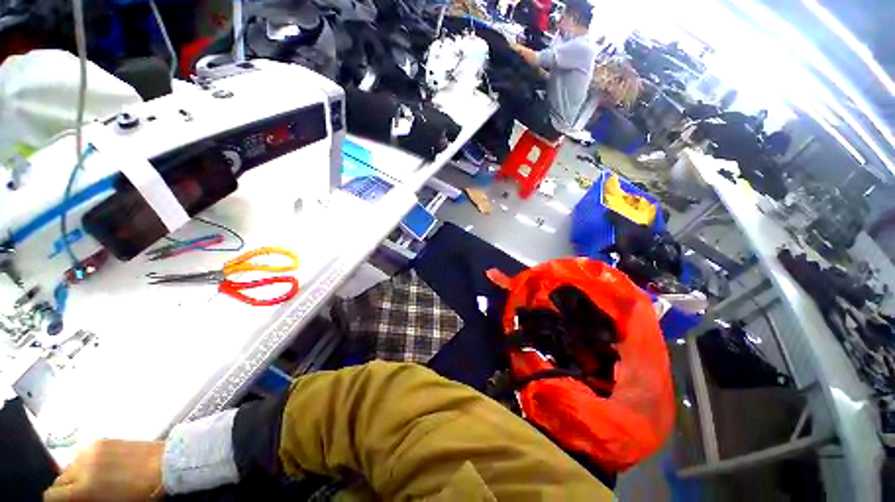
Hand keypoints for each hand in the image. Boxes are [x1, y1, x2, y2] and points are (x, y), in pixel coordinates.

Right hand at [44, 439, 164, 500]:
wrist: (164, 464)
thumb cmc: (140, 493)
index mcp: (82, 487)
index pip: (52, 495)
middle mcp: (81, 466)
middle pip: (59, 480)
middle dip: (66, 490)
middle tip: (80, 497)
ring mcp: (91, 450)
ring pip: (69, 466)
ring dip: (75, 476)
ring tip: (91, 483)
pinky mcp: (101, 440)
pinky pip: (82, 454)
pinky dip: (85, 463)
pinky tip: (99, 469)